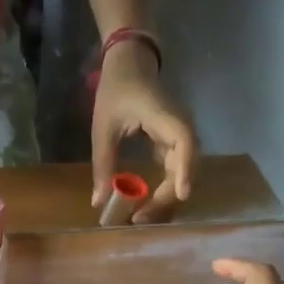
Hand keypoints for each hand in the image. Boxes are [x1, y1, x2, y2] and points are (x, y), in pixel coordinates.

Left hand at [90, 42, 195, 222]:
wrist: (130, 64)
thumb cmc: (116, 91)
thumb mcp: (103, 129)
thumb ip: (103, 164)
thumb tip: (98, 202)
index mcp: (165, 118)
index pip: (184, 144)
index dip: (185, 169)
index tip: (181, 195)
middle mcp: (180, 128)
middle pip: (185, 166)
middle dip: (167, 196)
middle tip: (139, 219)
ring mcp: (179, 135)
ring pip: (182, 171)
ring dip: (166, 195)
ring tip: (142, 216)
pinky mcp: (173, 142)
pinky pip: (175, 168)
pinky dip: (164, 187)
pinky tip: (147, 203)